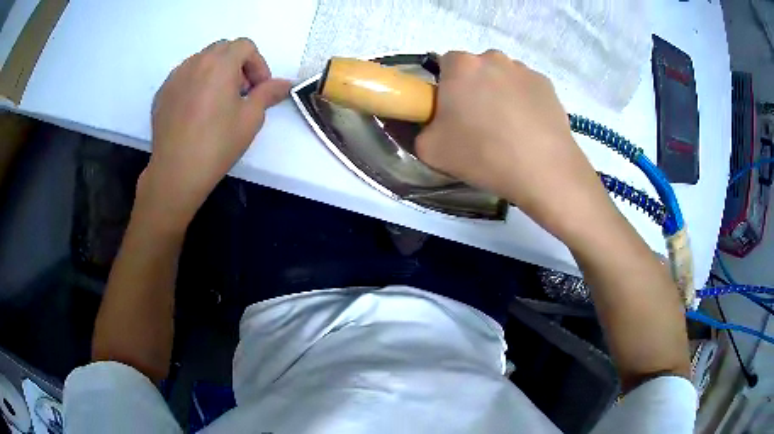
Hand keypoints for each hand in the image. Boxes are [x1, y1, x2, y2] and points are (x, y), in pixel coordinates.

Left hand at [138, 38, 290, 229]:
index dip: (257, 64)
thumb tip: (285, 84)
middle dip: (237, 65)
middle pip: (223, 49)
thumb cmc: (217, 144)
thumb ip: (268, 93)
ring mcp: (175, 76)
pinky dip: (195, 83)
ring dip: (215, 72)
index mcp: (220, 63)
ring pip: (201, 61)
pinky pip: (184, 76)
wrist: (176, 172)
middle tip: (240, 93)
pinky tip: (196, 110)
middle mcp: (195, 62)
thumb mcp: (251, 118)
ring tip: (217, 101)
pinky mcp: (162, 93)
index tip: (257, 89)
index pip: (245, 46)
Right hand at [416, 50, 612, 241]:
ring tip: (507, 130)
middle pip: (475, 69)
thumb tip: (422, 122)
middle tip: (478, 123)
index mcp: (461, 65)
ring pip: (502, 77)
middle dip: (473, 88)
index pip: (444, 64)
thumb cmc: (482, 155)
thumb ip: (415, 129)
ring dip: (500, 94)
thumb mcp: (430, 150)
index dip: (446, 88)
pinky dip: (523, 103)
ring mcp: (524, 69)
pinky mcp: (547, 85)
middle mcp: (493, 57)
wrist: (544, 170)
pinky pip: (526, 89)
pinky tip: (528, 130)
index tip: (452, 112)